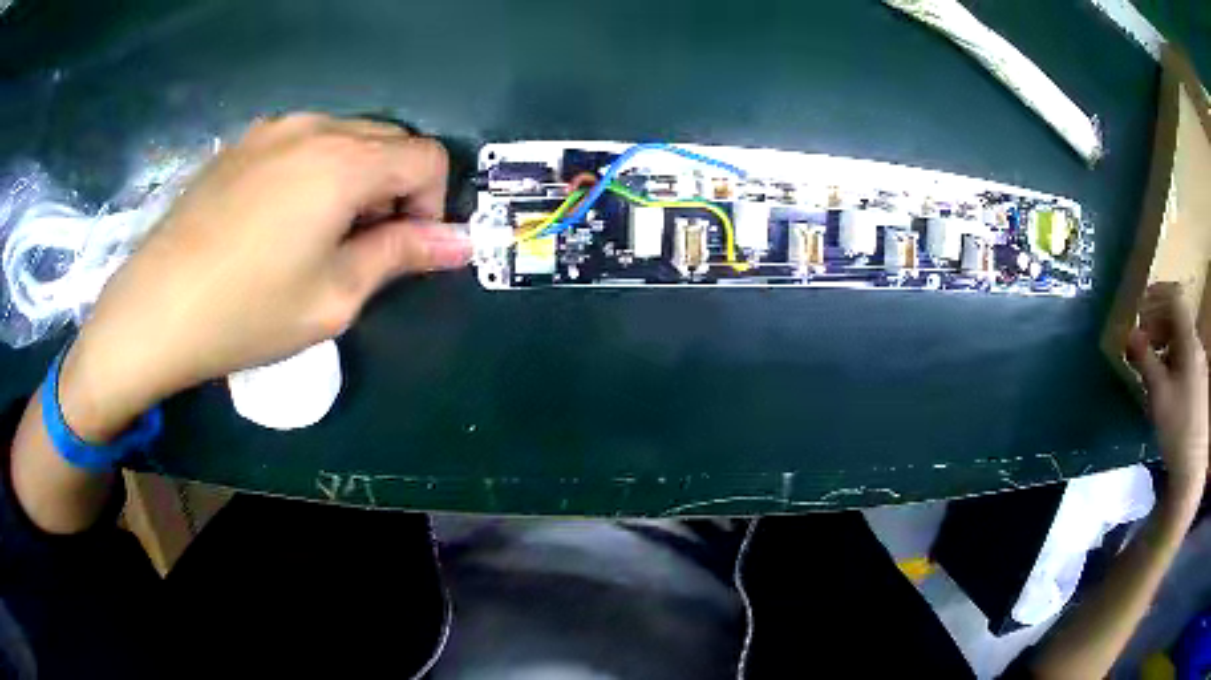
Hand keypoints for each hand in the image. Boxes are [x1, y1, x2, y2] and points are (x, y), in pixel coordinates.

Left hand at [57, 114, 469, 440]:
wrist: (155, 310)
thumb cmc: (247, 313)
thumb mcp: (334, 297)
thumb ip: (400, 256)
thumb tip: (459, 243)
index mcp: (344, 161)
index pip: (426, 157)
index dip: (432, 203)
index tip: (402, 248)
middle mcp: (314, 126)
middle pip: (389, 139)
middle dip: (395, 188)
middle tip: (362, 246)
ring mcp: (273, 127)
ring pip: (347, 136)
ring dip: (357, 177)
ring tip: (319, 234)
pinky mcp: (244, 142)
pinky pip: (305, 140)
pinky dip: (318, 169)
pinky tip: (281, 218)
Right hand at [1127, 283, 1209, 498]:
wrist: (1192, 471)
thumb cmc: (1177, 429)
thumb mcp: (1158, 395)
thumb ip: (1145, 361)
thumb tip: (1129, 334)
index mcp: (1190, 342)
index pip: (1176, 298)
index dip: (1158, 294)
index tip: (1139, 304)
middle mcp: (1197, 347)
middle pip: (1178, 318)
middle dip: (1157, 321)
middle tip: (1139, 337)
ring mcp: (1200, 367)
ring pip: (1181, 339)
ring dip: (1163, 341)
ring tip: (1148, 361)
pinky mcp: (1200, 386)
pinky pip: (1185, 358)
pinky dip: (1171, 358)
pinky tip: (1162, 381)